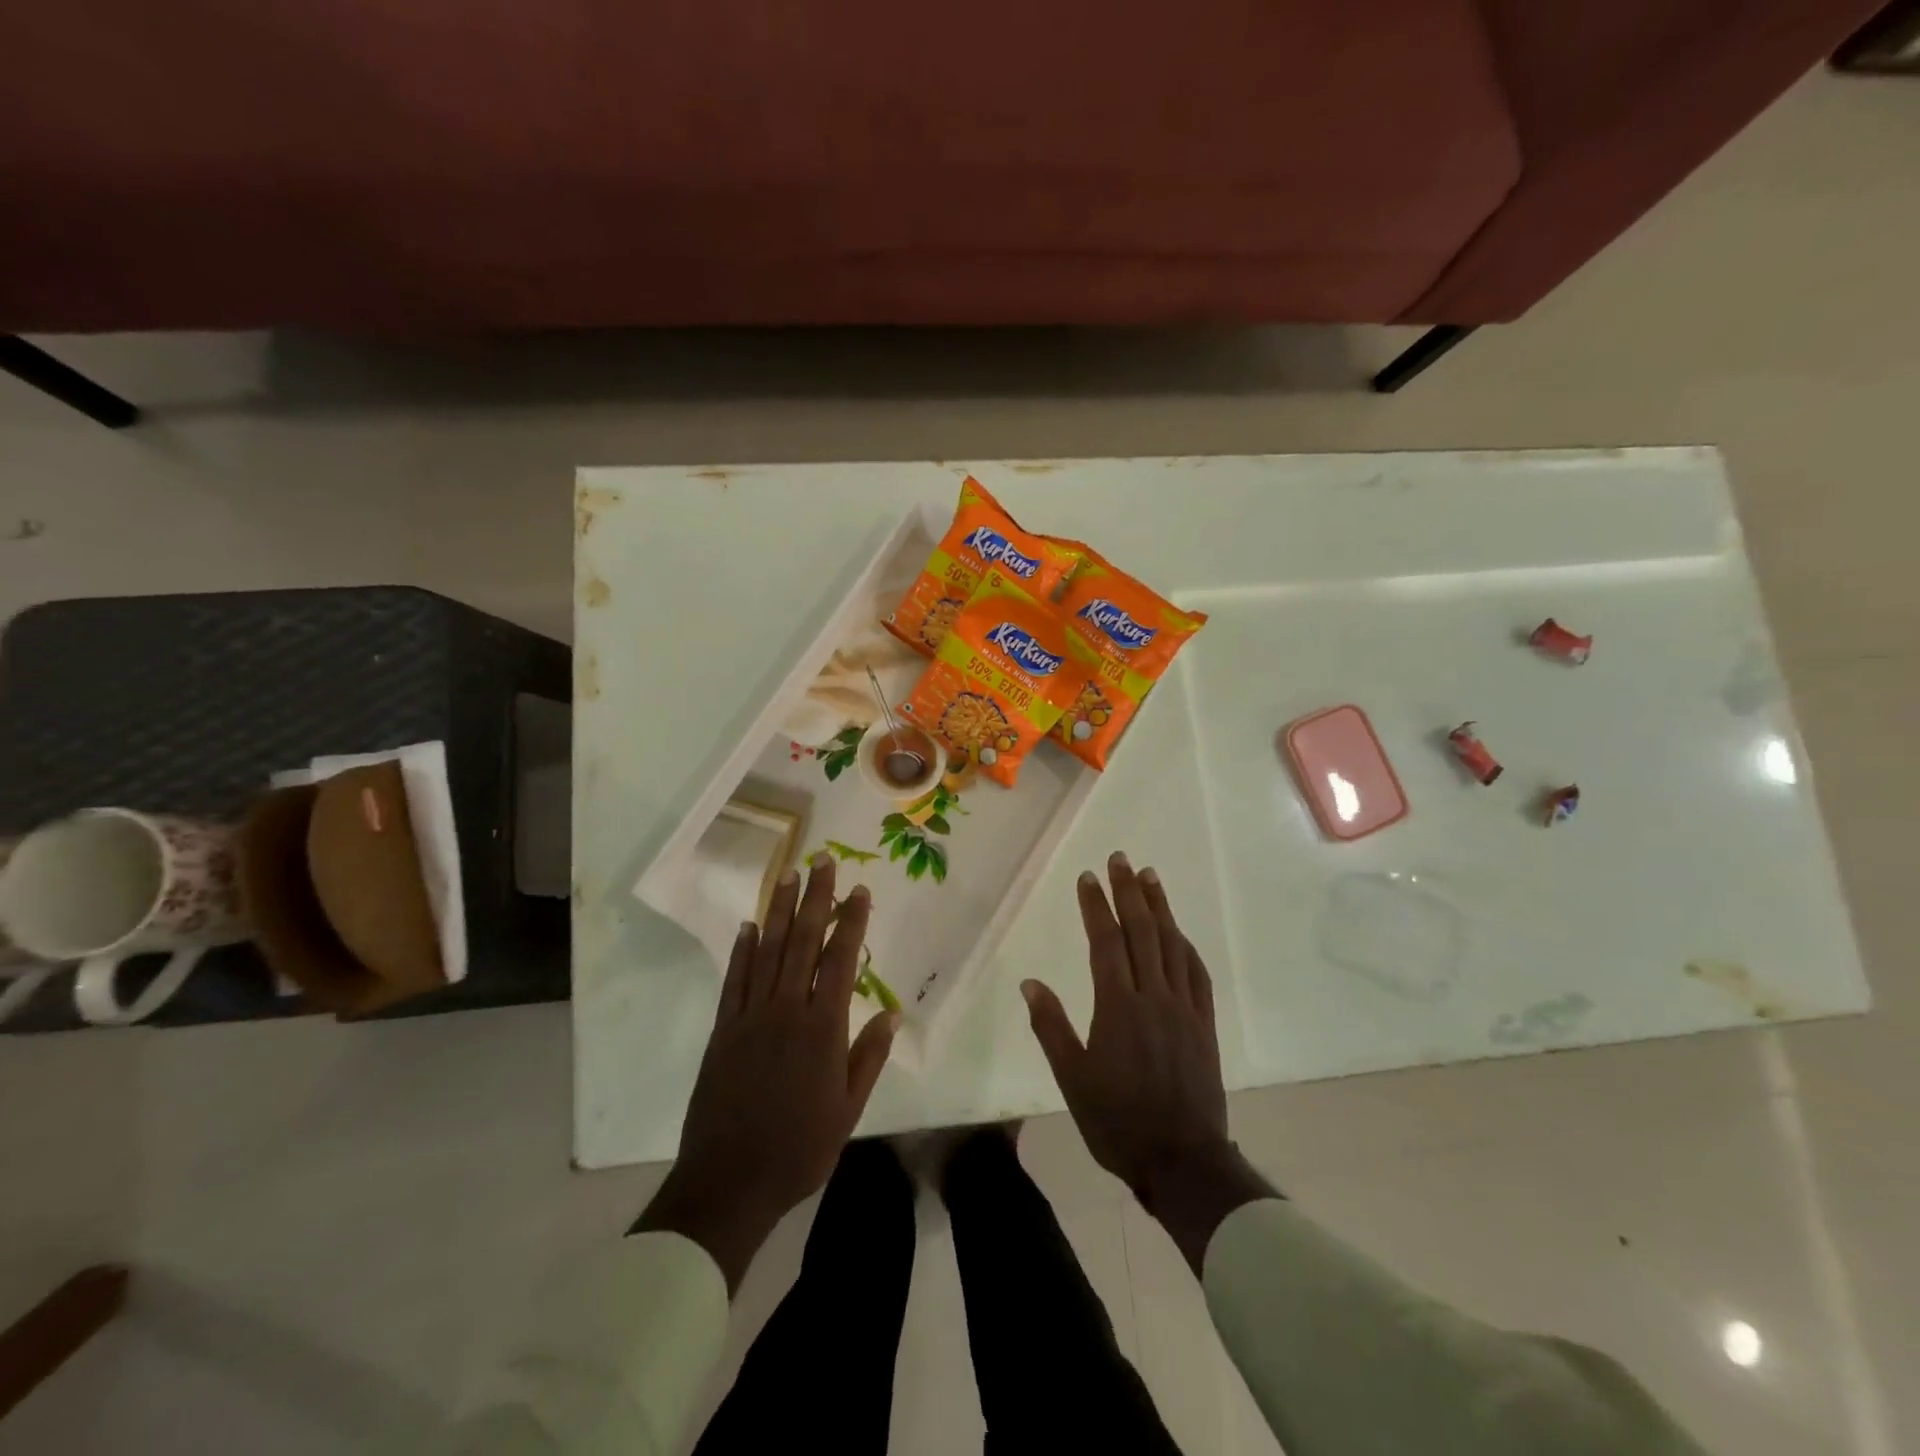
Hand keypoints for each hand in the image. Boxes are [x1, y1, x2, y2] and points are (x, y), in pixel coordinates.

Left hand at [635, 857, 899, 1291]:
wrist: (730, 1181)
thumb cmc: (799, 1147)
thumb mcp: (848, 1109)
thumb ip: (868, 1056)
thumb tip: (891, 1012)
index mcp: (823, 1028)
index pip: (841, 960)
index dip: (851, 922)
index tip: (860, 890)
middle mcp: (787, 1010)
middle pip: (802, 942)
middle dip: (814, 898)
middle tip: (821, 860)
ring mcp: (750, 1016)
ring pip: (767, 951)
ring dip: (777, 910)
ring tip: (787, 875)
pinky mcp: (723, 1030)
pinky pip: (734, 980)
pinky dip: (742, 950)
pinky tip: (748, 926)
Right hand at [1023, 851, 1274, 1272]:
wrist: (1183, 1160)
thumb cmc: (1117, 1121)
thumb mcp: (1072, 1079)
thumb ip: (1051, 1027)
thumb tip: (1030, 983)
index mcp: (1118, 1006)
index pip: (1106, 942)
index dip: (1096, 906)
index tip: (1088, 877)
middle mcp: (1153, 996)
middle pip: (1142, 932)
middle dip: (1128, 892)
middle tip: (1120, 859)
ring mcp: (1183, 1008)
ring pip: (1172, 945)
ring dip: (1161, 908)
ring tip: (1149, 877)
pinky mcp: (1204, 1024)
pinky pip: (1196, 973)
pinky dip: (1186, 946)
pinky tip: (1180, 933)